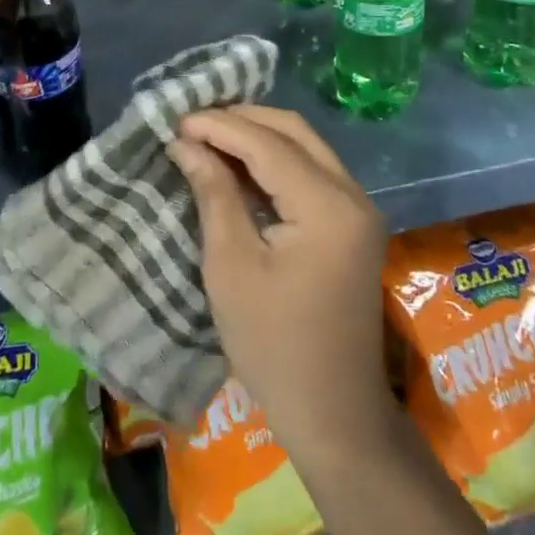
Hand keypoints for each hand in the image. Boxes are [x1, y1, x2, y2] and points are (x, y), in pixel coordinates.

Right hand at [168, 105, 395, 453]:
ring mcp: (358, 208)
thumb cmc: (273, 346)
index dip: (219, 126)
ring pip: (305, 146)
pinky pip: (312, 170)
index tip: (176, 119)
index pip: (267, 144)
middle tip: (192, 122)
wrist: (334, 415)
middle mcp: (352, 194)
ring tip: (209, 135)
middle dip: (241, 119)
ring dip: (258, 136)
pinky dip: (275, 159)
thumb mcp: (232, 266)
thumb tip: (186, 143)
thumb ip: (214, 193)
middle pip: (294, 131)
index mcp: (327, 205)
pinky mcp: (352, 223)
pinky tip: (240, 163)